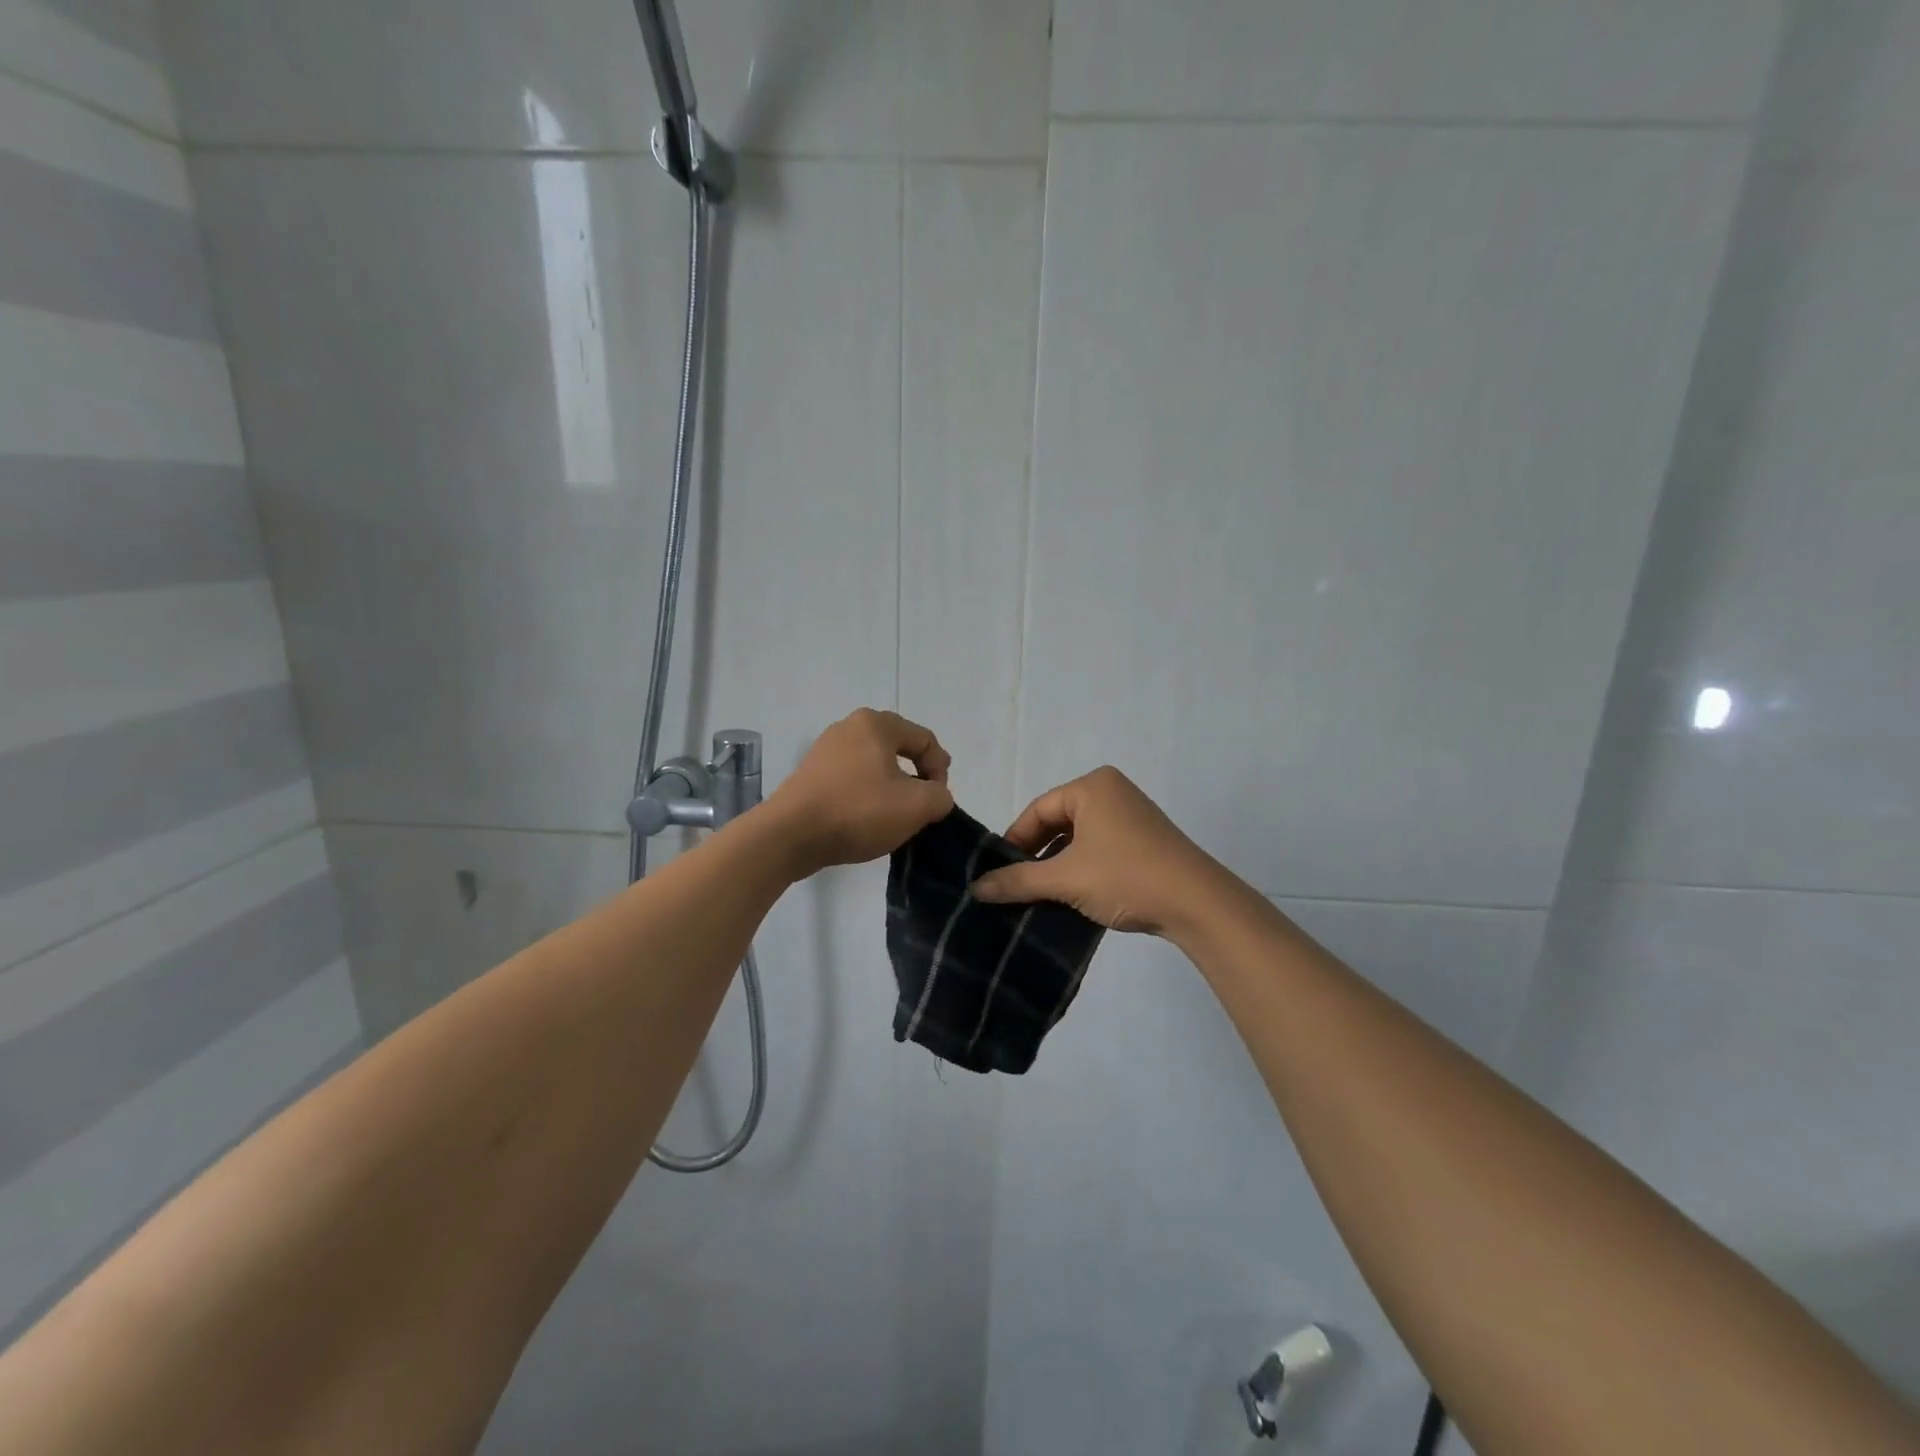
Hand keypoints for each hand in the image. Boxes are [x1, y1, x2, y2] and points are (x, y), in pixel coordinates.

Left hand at [767, 709, 953, 876]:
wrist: (790, 835)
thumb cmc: (858, 811)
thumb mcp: (916, 806)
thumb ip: (940, 796)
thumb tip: (935, 796)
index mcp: (876, 723)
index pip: (925, 739)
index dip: (940, 769)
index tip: (938, 801)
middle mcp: (849, 727)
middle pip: (899, 748)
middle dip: (917, 776)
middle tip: (923, 805)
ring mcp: (825, 750)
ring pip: (874, 764)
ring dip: (892, 787)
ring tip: (896, 815)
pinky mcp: (811, 774)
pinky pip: (852, 778)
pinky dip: (867, 795)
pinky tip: (867, 819)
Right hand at [970, 767, 1228, 936]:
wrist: (1198, 904)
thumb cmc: (1125, 876)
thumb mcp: (1065, 878)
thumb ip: (1017, 880)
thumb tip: (976, 889)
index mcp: (1092, 786)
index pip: (1038, 810)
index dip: (1014, 841)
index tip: (998, 873)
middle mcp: (1112, 792)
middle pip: (1057, 822)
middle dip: (1036, 855)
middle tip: (1016, 886)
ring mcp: (1132, 815)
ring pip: (1078, 838)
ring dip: (1058, 865)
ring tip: (1040, 896)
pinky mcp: (1145, 840)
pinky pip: (1100, 848)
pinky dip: (1082, 869)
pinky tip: (1073, 896)